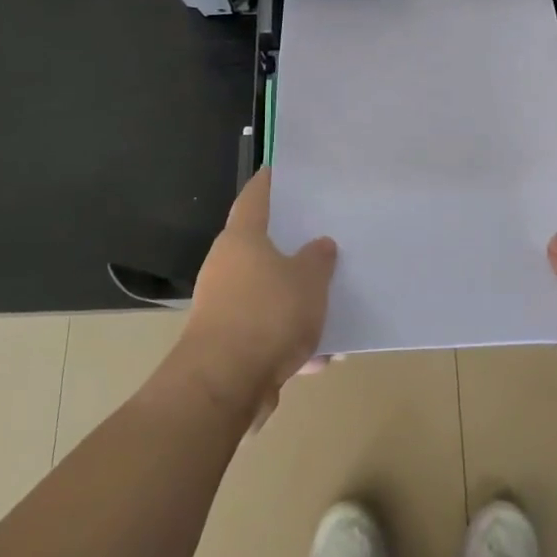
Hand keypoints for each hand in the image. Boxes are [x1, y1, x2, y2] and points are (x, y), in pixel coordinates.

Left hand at [175, 168, 337, 425]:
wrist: (224, 385)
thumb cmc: (268, 314)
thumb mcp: (309, 281)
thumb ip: (318, 260)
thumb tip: (320, 246)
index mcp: (242, 239)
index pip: (254, 197)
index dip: (269, 182)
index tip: (281, 170)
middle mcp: (226, 267)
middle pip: (261, 248)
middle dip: (292, 249)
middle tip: (324, 239)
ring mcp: (223, 307)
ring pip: (267, 294)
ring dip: (296, 302)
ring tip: (333, 307)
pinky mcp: (227, 345)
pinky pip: (267, 332)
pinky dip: (290, 340)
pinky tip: (322, 355)